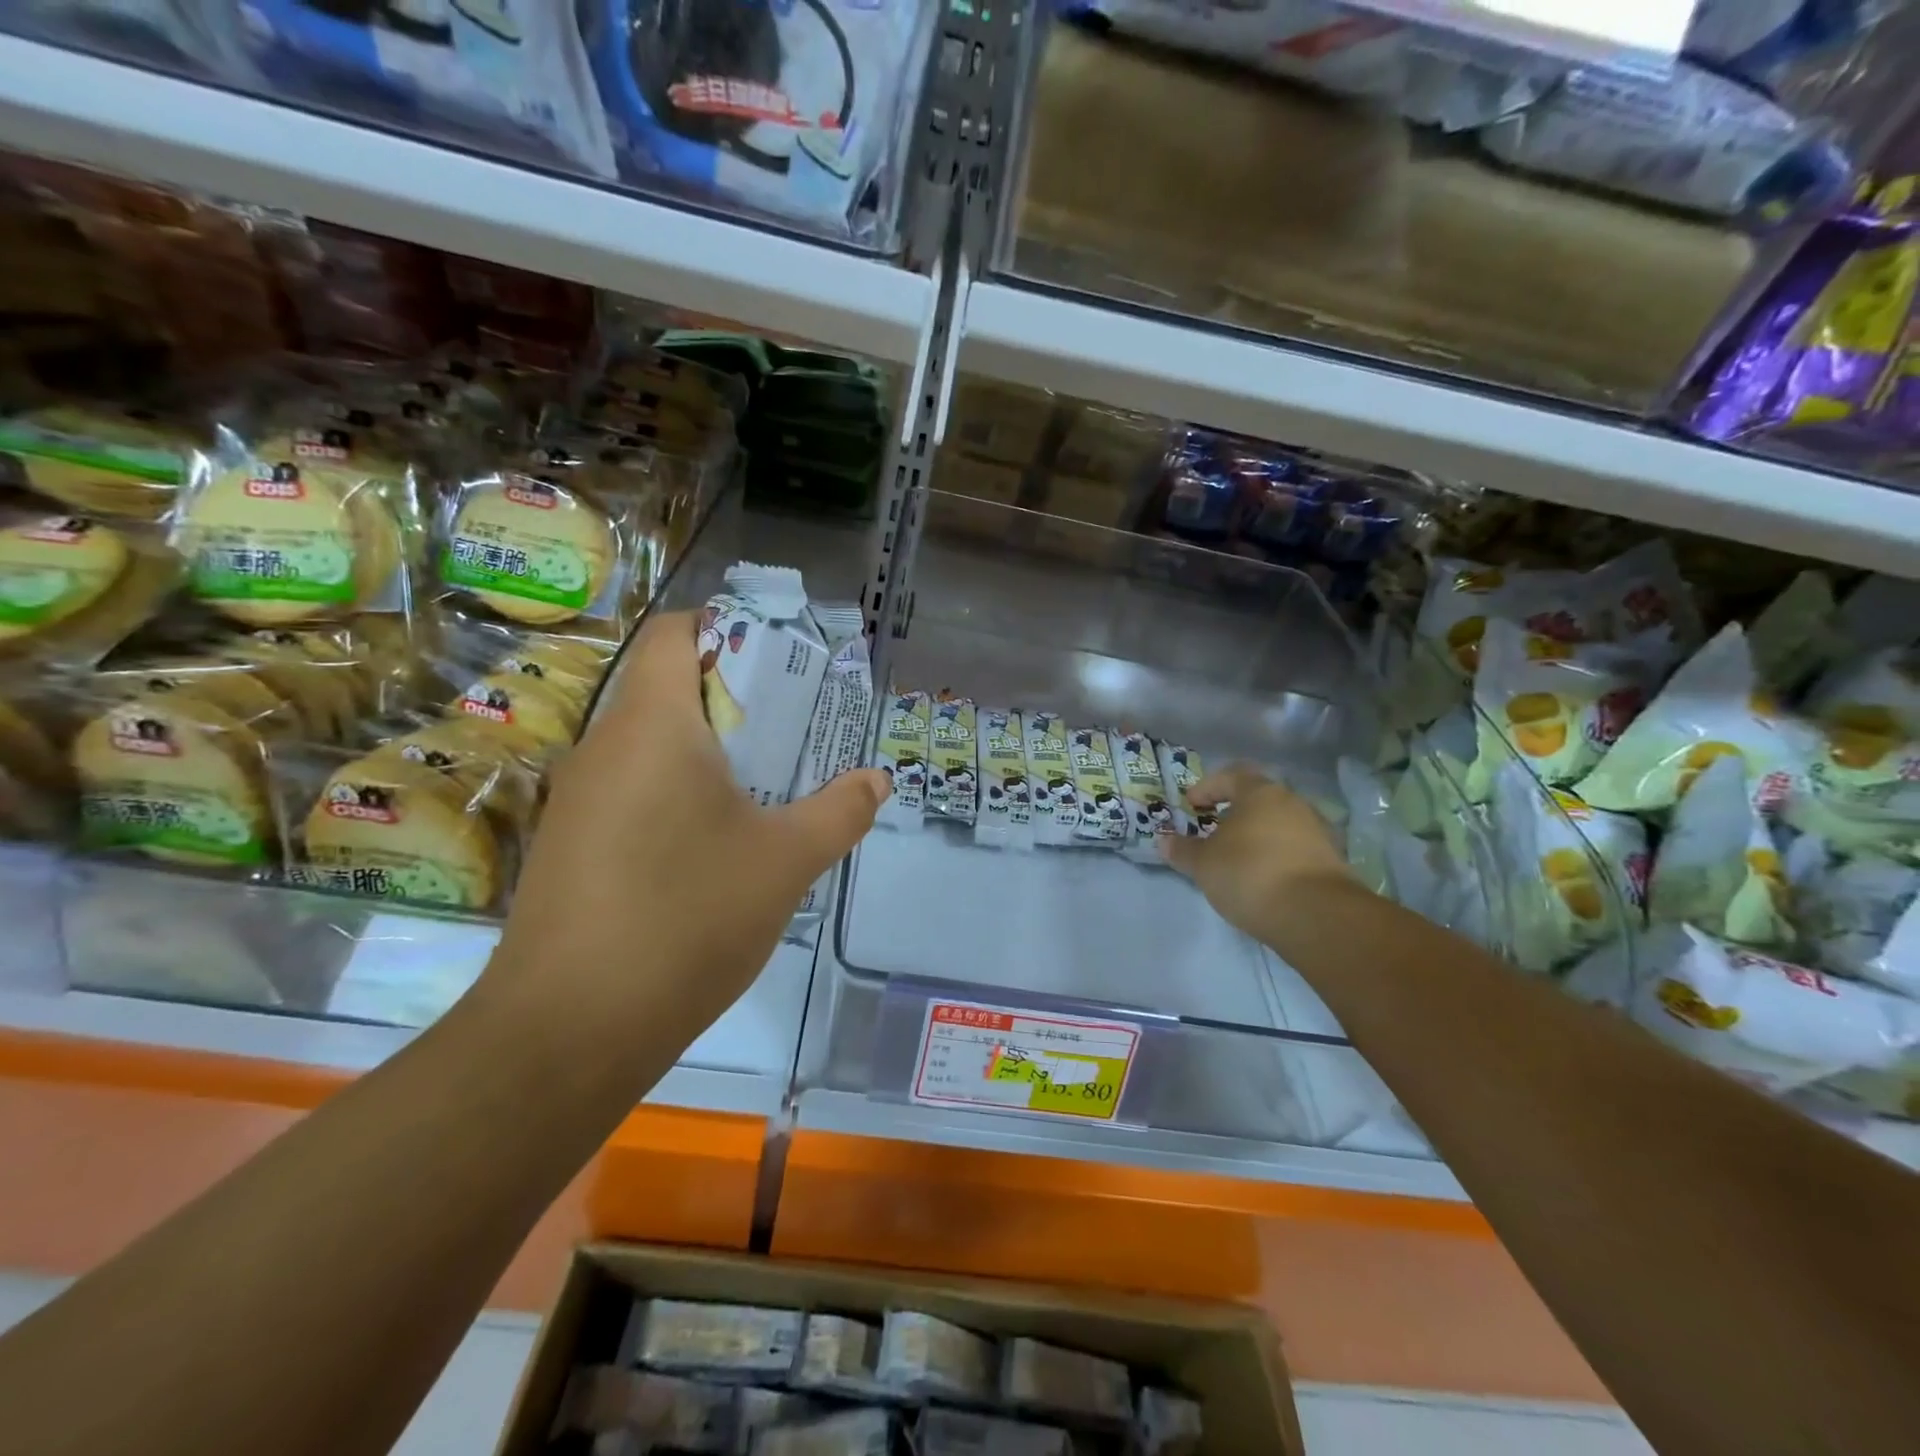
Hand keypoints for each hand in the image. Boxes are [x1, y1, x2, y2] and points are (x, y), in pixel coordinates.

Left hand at [485, 610, 889, 1059]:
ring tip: (764, 787)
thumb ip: (840, 811)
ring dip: (706, 753)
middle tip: (791, 730)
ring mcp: (578, 799)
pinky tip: (712, 845)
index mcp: (654, 725)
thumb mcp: (786, 861)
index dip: (726, 629)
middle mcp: (604, 746)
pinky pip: (630, 791)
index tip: (780, 662)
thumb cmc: (687, 918)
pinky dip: (675, 794)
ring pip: (649, 746)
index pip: (676, 634)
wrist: (569, 1031)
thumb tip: (878, 780)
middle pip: (667, 688)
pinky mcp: (569, 846)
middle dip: (733, 699)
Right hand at [1162, 764, 1354, 945]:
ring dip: (1256, 836)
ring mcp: (1317, 831)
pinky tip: (1262, 878)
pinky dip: (1275, 856)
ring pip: (1278, 824)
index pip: (1231, 775)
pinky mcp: (1331, 860)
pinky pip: (1294, 848)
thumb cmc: (1249, 874)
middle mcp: (1293, 803)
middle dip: (1233, 813)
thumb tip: (1164, 840)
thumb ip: (1183, 850)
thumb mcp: (1203, 864)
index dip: (1207, 788)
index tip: (1191, 805)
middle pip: (1258, 799)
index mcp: (1260, 793)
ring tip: (1236, 860)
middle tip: (1212, 833)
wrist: (1316, 915)